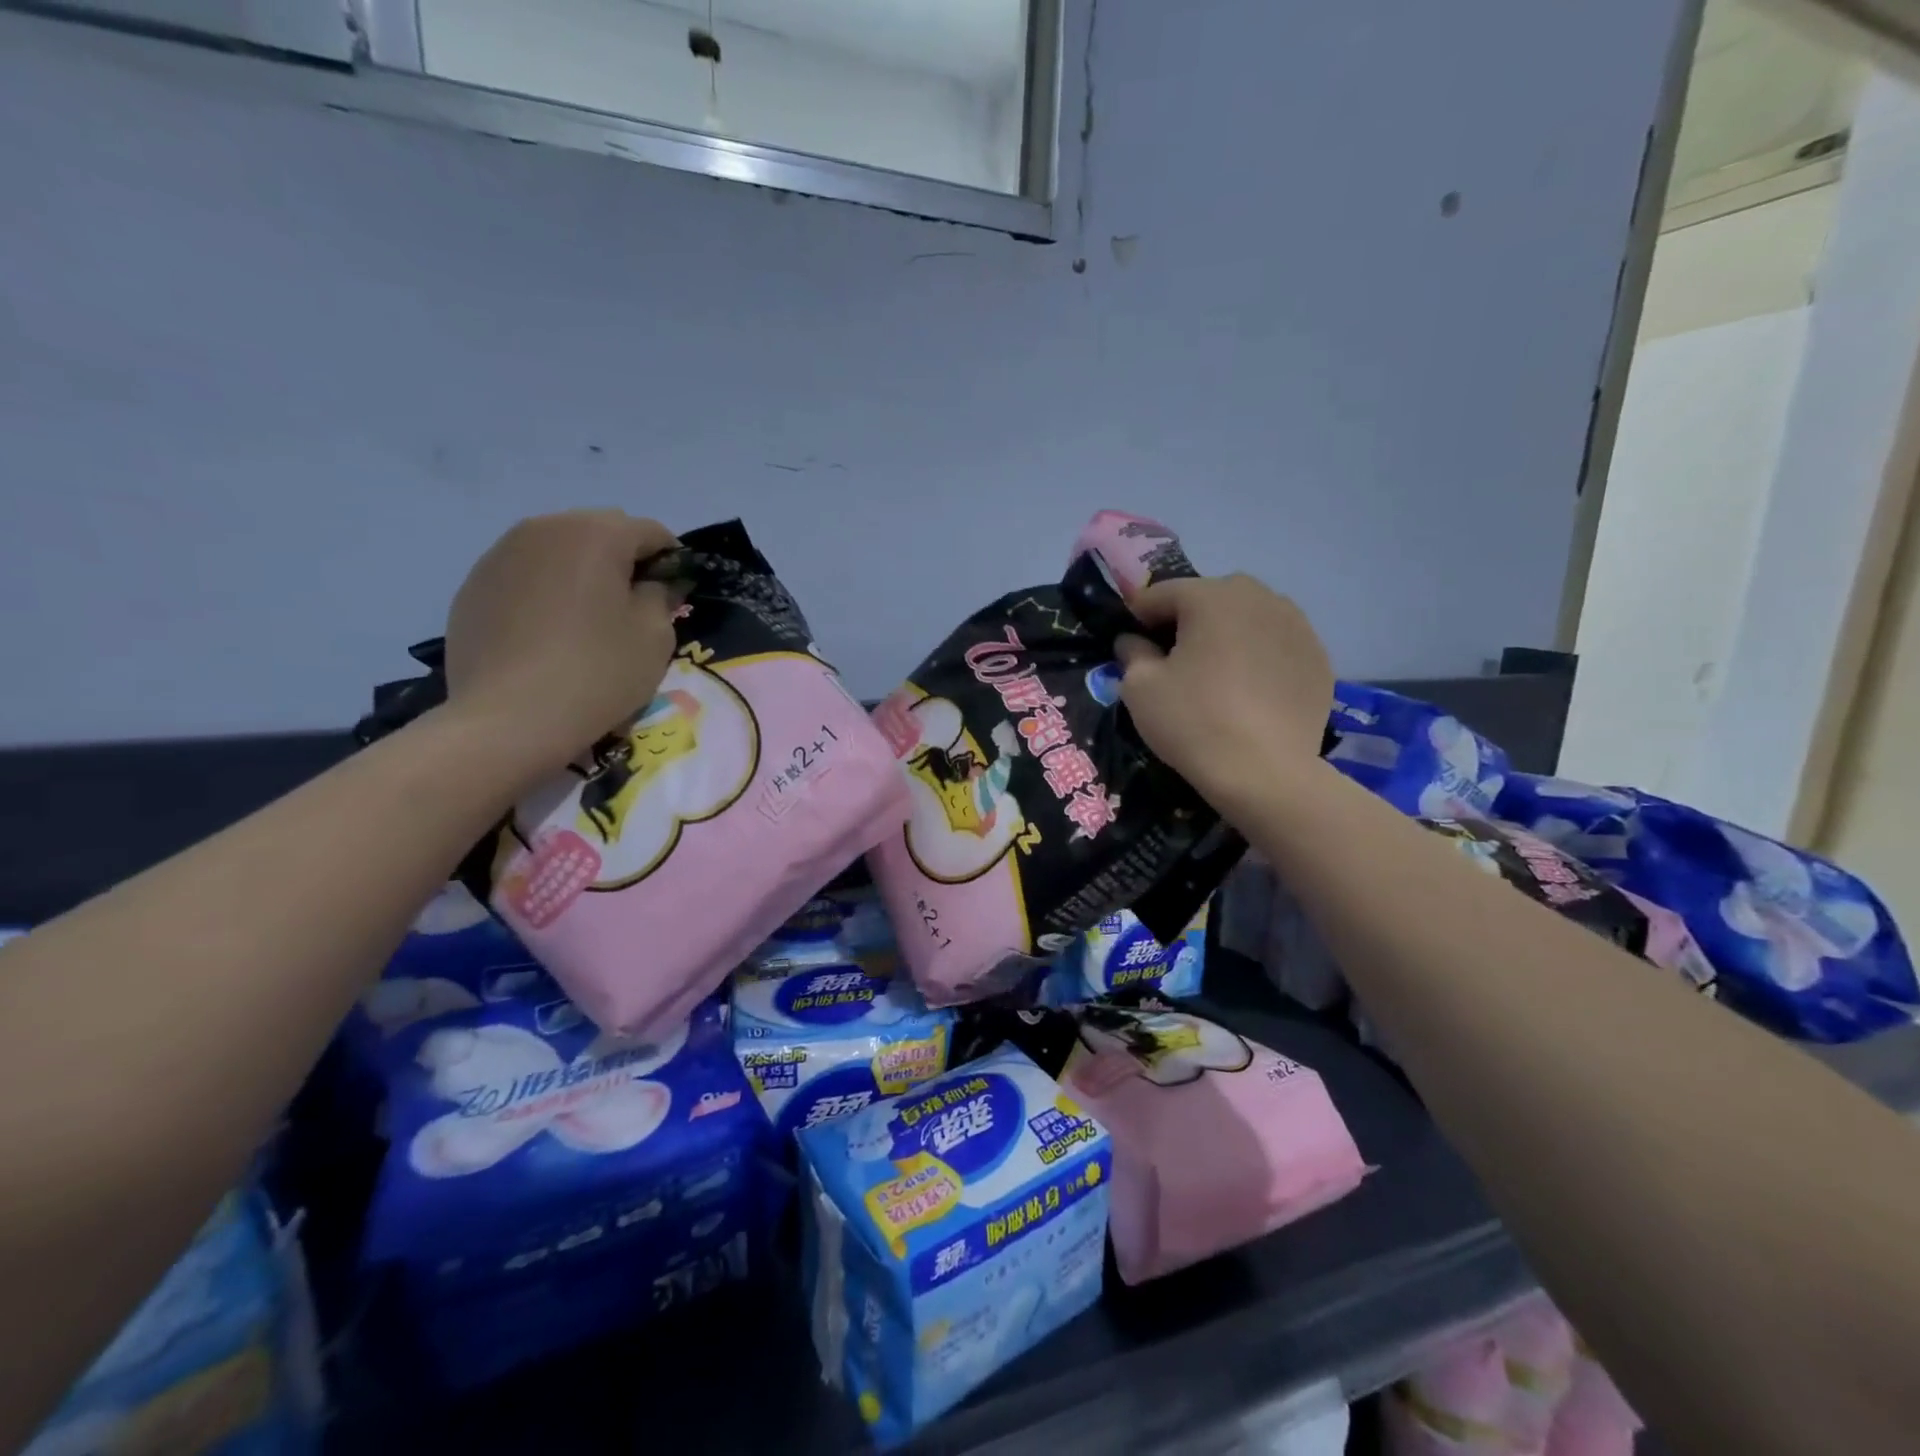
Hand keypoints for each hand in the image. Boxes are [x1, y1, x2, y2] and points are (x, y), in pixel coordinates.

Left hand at [443, 511, 678, 776]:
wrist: (510, 719)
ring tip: (587, 622)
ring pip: (558, 551)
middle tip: (633, 609)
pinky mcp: (474, 585)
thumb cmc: (598, 672)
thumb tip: (655, 584)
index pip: (651, 532)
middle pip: (600, 532)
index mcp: (596, 533)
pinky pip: (525, 576)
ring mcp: (500, 554)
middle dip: (623, 562)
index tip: (675, 597)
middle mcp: (544, 528)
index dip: (671, 562)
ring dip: (581, 574)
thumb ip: (662, 596)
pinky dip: (545, 593)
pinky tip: (549, 636)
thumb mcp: (655, 637)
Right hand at [1115, 574, 1333, 811]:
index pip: (1162, 594)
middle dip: (1186, 622)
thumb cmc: (1193, 721)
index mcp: (1211, 596)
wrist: (1265, 772)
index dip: (1139, 618)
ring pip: (1247, 619)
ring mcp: (1297, 625)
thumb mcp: (1140, 688)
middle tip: (1173, 661)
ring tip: (1215, 675)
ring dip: (1226, 636)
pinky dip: (1258, 657)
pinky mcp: (1318, 656)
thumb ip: (1132, 653)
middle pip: (1209, 599)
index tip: (1131, 646)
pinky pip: (1275, 645)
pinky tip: (1248, 692)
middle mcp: (1259, 597)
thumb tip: (1133, 641)